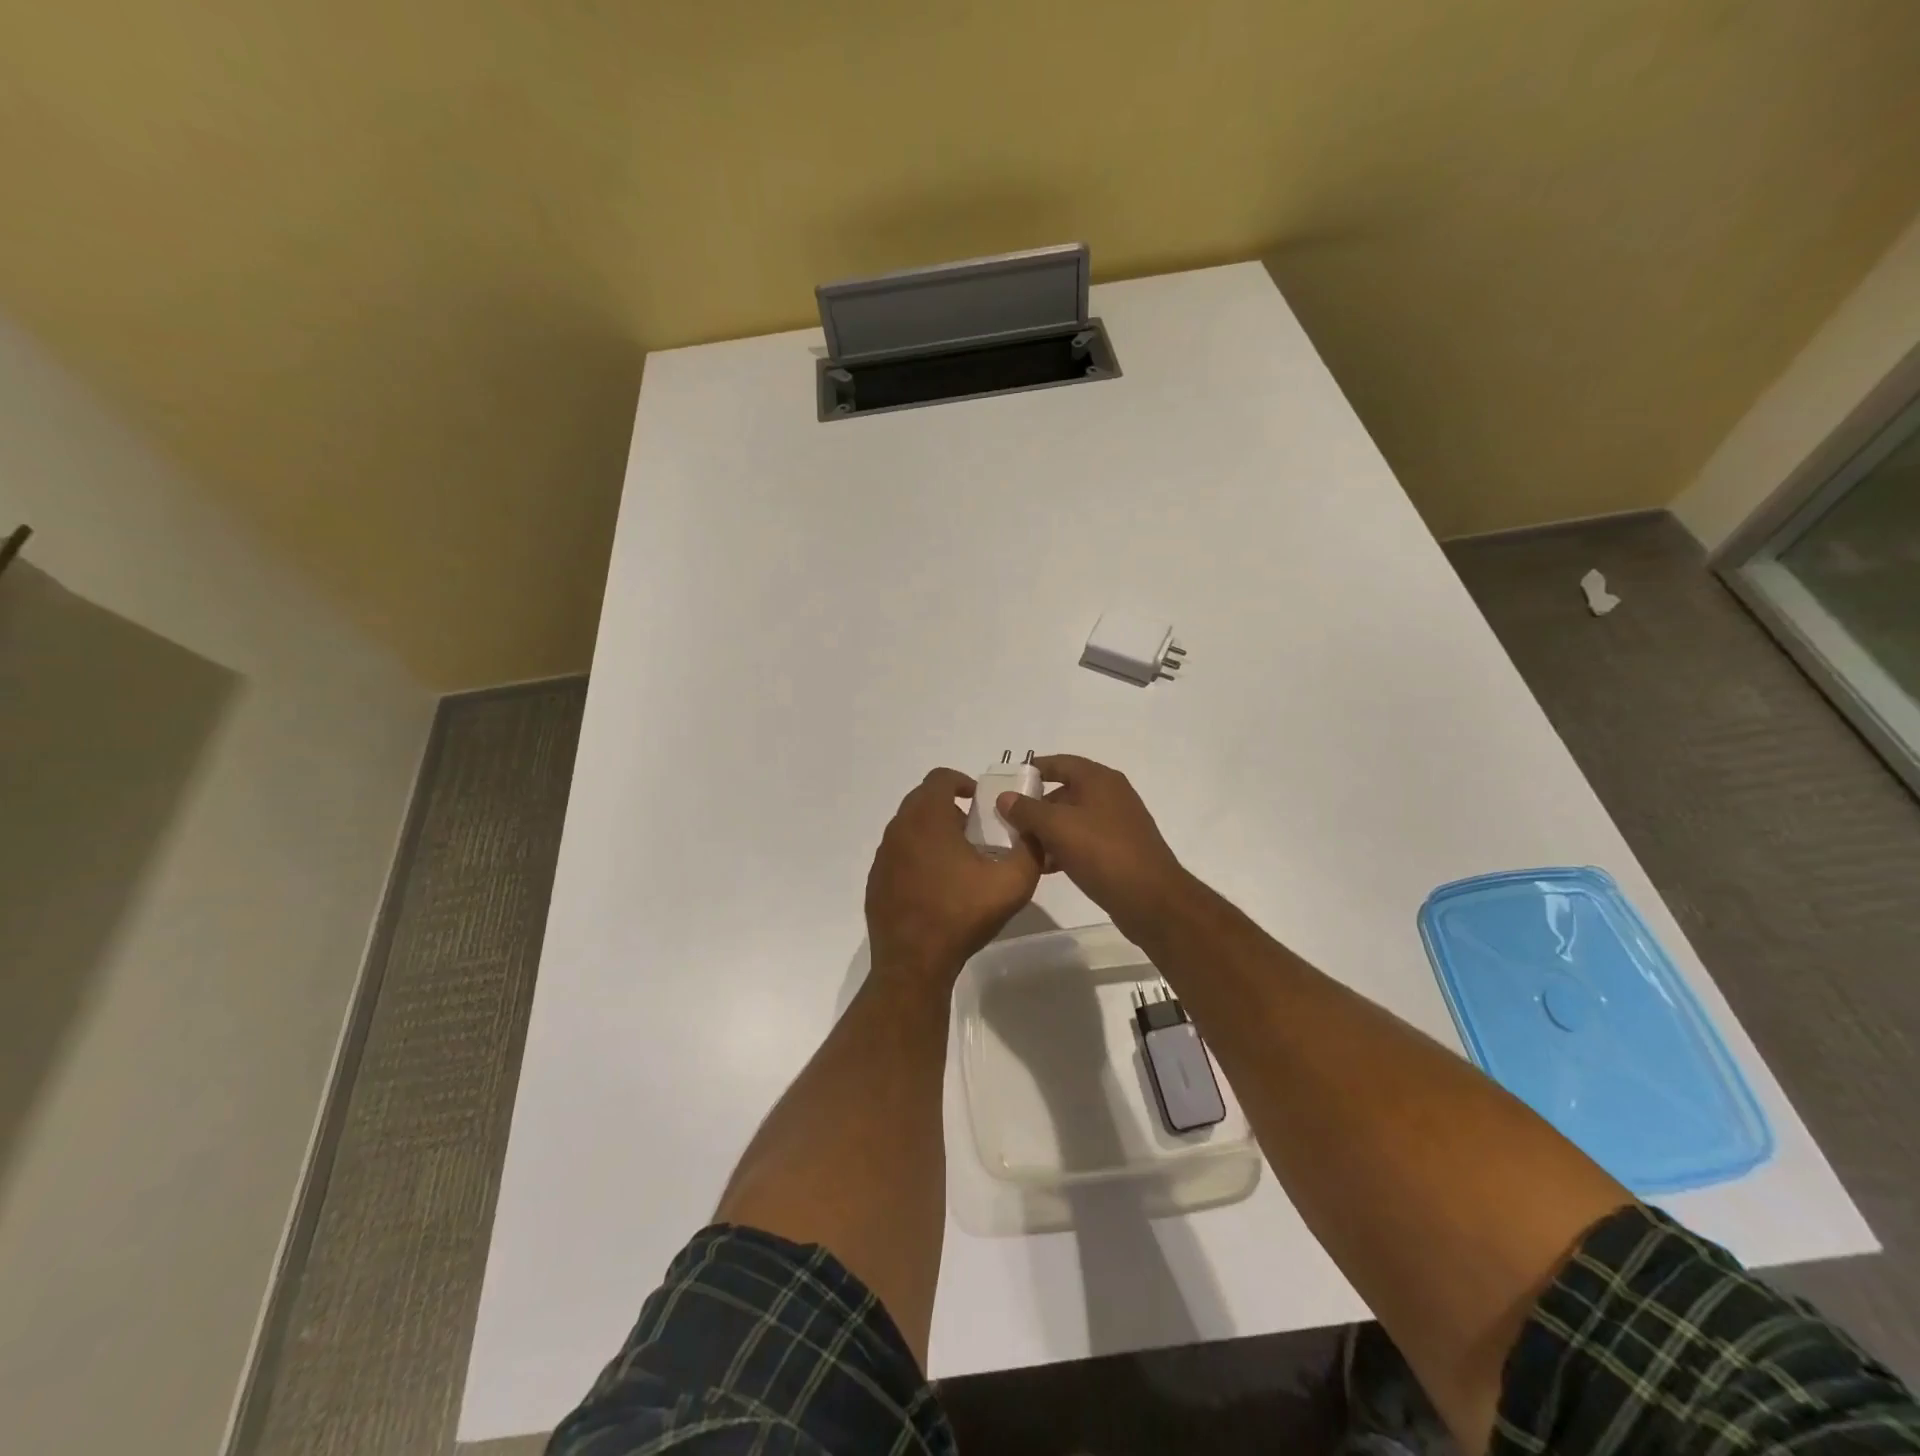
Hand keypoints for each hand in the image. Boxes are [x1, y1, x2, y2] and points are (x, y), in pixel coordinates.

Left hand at [865, 768, 1040, 983]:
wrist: (914, 963)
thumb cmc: (961, 915)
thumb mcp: (1012, 883)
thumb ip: (1030, 850)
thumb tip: (1034, 832)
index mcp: (927, 818)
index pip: (940, 778)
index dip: (962, 782)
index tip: (979, 801)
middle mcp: (899, 829)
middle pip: (922, 799)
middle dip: (949, 806)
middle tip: (973, 830)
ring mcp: (883, 855)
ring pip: (909, 826)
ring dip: (933, 831)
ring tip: (958, 858)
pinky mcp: (876, 880)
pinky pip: (899, 853)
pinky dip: (917, 855)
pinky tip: (936, 884)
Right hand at [995, 754, 1188, 926]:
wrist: (1151, 899)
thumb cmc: (1102, 852)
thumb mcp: (1057, 827)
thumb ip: (1027, 810)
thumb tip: (1005, 797)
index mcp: (1099, 780)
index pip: (1060, 763)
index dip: (1033, 769)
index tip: (1007, 782)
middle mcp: (1111, 795)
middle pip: (1065, 792)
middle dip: (1035, 807)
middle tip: (1009, 822)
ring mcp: (1117, 824)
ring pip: (1072, 820)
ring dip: (1047, 831)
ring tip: (1021, 848)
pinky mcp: (1119, 850)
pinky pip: (1083, 841)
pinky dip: (1063, 848)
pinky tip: (1045, 867)